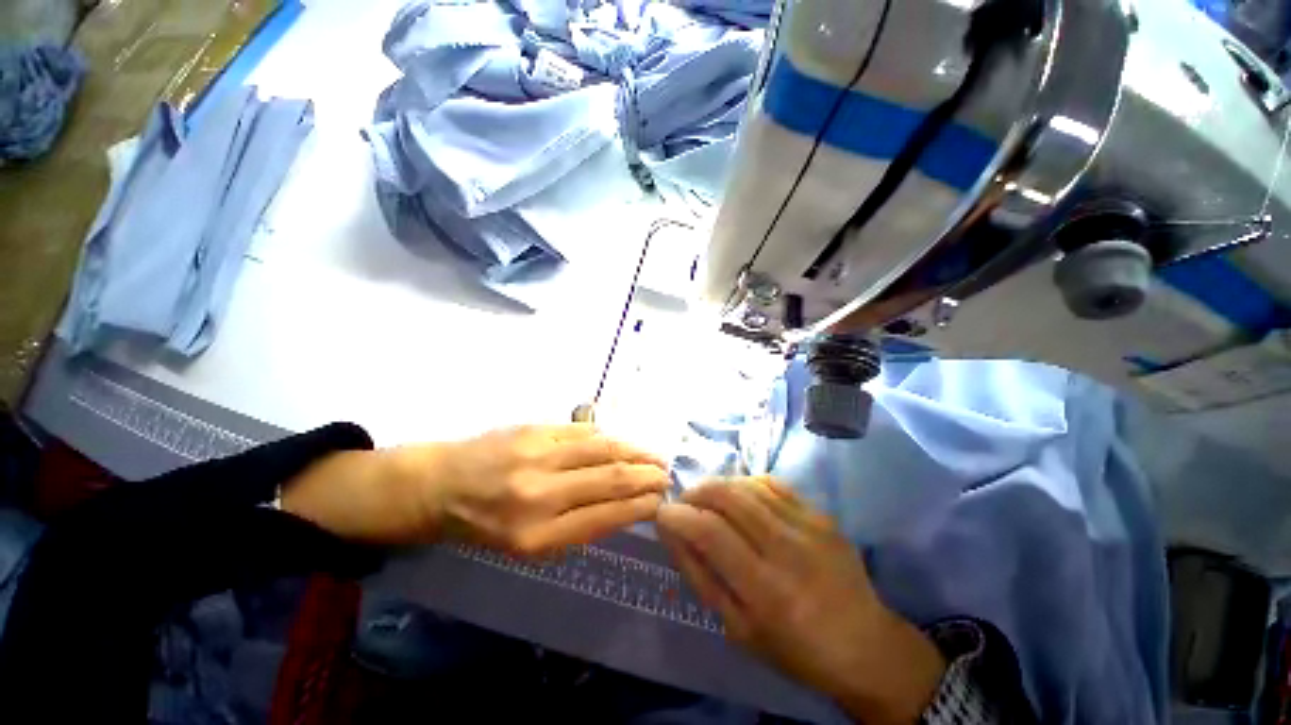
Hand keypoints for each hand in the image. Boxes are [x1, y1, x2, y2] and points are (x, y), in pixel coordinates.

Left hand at [284, 424, 668, 552]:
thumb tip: (624, 505)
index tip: (661, 501)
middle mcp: (539, 495)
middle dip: (646, 477)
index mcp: (537, 536)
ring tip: (655, 456)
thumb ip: (577, 525)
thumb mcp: (528, 545)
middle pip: (610, 480)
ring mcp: (537, 456)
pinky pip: (584, 432)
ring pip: (603, 449)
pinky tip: (624, 442)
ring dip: (635, 452)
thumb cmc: (483, 525)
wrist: (439, 485)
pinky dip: (610, 437)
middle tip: (667, 476)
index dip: (640, 506)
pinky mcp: (534, 430)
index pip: (605, 516)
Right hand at [656, 479, 944, 723]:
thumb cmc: (797, 650)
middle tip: (684, 504)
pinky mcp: (820, 513)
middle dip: (695, 493)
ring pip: (747, 485)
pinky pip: (772, 484)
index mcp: (766, 590)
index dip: (678, 517)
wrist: (867, 644)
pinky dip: (746, 484)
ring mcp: (808, 525)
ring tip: (707, 500)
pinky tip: (739, 497)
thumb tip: (672, 534)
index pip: (709, 533)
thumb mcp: (739, 629)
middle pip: (727, 497)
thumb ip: (701, 577)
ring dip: (717, 486)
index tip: (663, 514)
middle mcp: (787, 548)